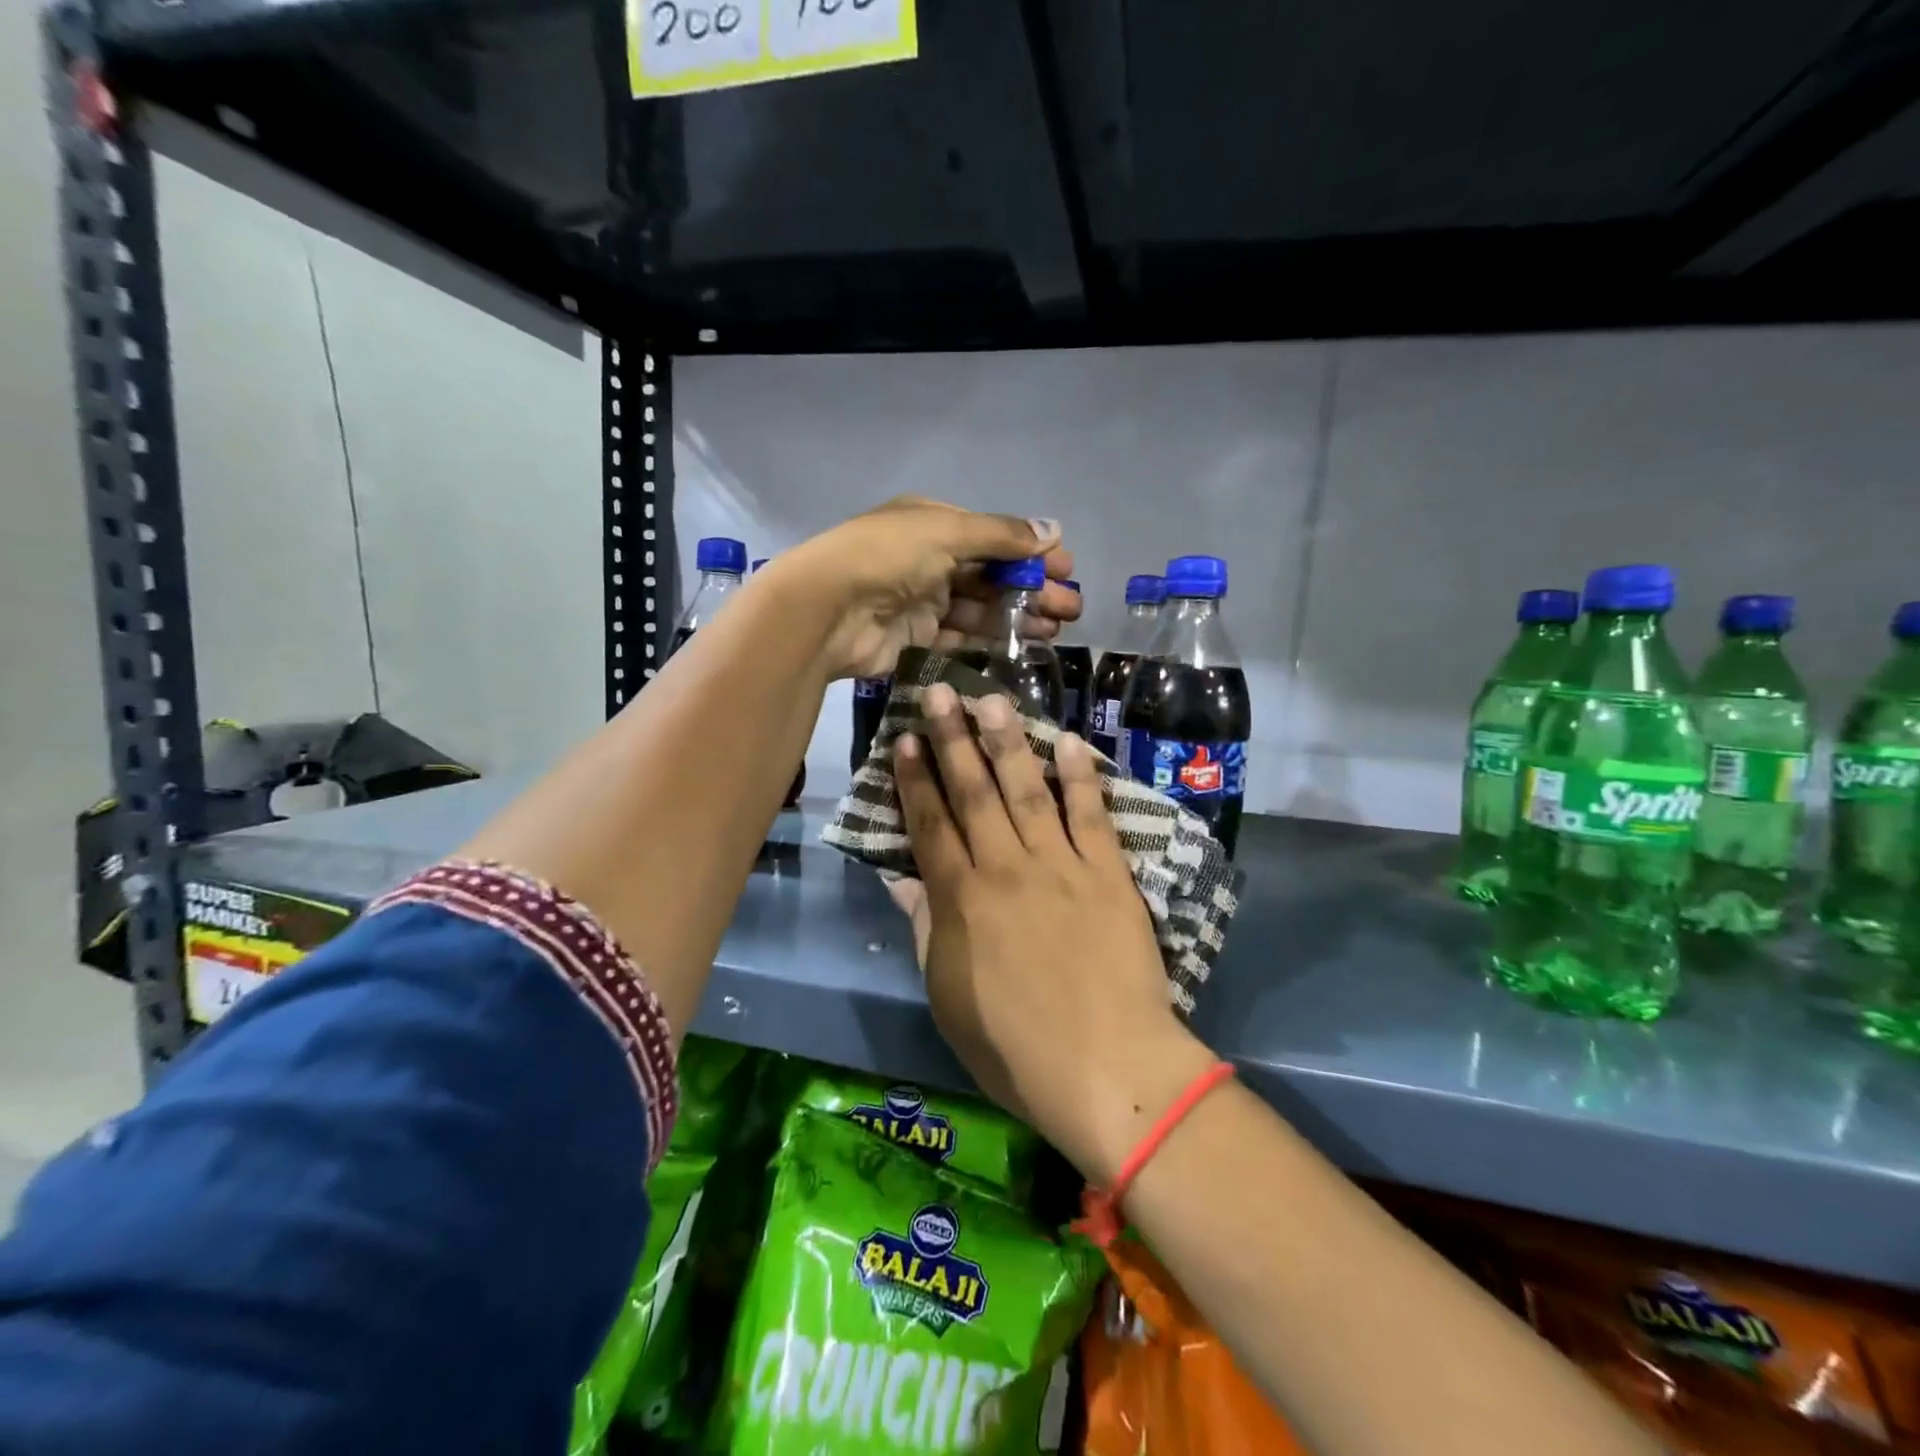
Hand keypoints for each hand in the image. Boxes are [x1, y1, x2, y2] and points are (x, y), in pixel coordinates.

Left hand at [768, 497, 1079, 679]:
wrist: (827, 610)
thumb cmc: (887, 557)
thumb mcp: (947, 531)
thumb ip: (1001, 535)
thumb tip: (1054, 529)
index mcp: (934, 523)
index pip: (993, 537)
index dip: (1031, 553)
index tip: (1067, 570)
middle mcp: (929, 558)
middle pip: (991, 574)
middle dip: (1032, 589)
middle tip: (1070, 609)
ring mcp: (922, 600)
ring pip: (980, 608)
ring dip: (1017, 616)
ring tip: (1054, 630)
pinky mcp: (916, 637)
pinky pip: (961, 637)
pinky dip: (990, 640)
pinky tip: (1022, 646)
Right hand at [894, 684, 1214, 1184]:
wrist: (1108, 1069)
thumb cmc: (1014, 1047)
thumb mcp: (948, 996)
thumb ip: (925, 928)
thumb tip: (902, 877)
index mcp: (961, 899)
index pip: (930, 824)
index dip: (916, 779)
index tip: (907, 739)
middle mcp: (1005, 867)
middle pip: (973, 792)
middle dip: (953, 739)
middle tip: (940, 691)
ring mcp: (1060, 865)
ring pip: (1027, 789)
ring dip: (1008, 741)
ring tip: (993, 699)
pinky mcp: (1108, 873)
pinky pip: (1090, 814)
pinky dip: (1080, 776)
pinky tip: (1069, 741)